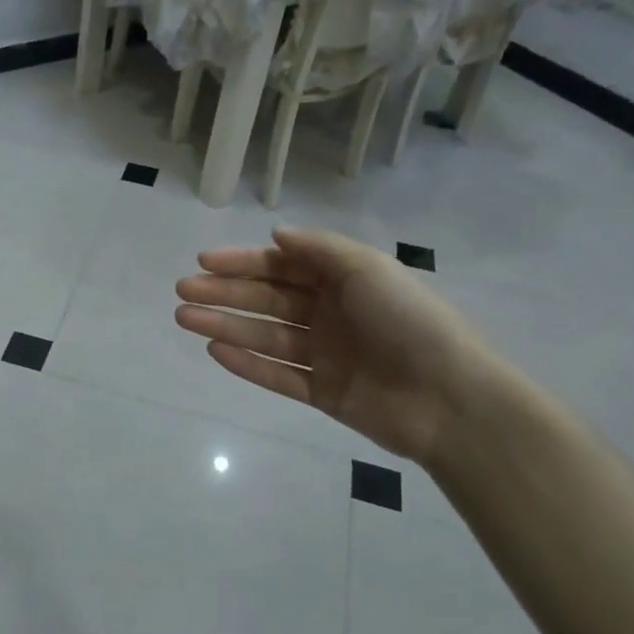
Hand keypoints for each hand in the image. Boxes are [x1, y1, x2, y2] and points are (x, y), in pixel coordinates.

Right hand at [175, 226, 504, 464]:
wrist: (450, 399)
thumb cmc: (410, 322)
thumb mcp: (368, 269)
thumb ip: (320, 249)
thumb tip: (277, 234)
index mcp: (344, 281)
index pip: (283, 266)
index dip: (243, 262)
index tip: (203, 261)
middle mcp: (331, 314)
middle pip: (267, 300)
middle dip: (224, 293)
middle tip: (182, 291)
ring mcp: (325, 355)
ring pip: (265, 336)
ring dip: (225, 325)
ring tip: (184, 318)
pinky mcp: (322, 393)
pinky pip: (277, 375)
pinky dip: (247, 363)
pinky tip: (214, 351)